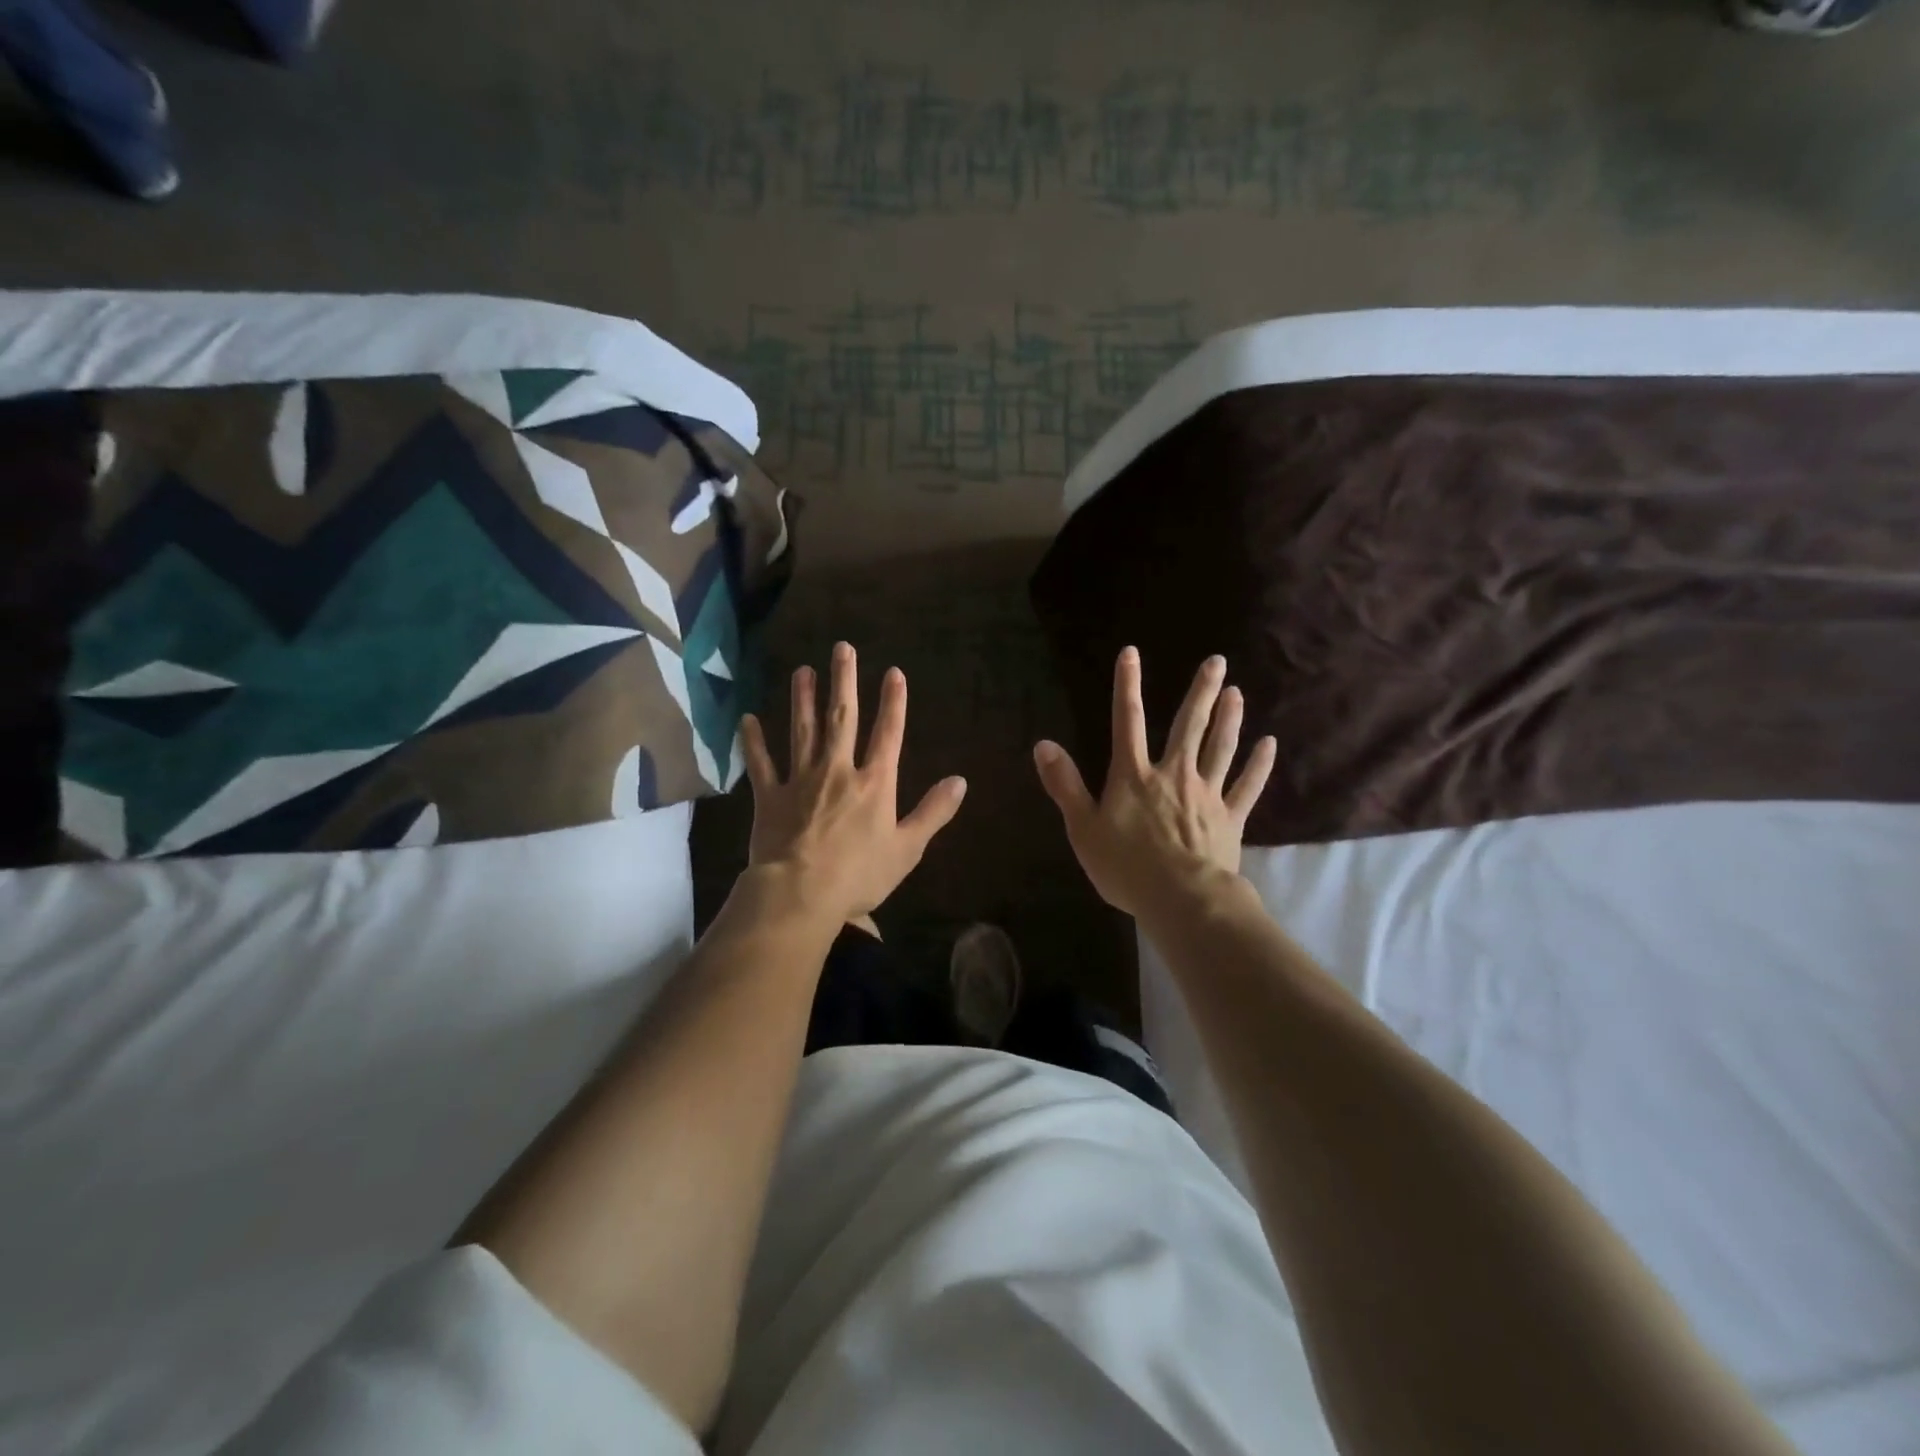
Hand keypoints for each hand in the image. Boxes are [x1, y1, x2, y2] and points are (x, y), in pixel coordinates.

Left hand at [739, 642, 967, 924]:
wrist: (800, 894)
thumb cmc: (859, 875)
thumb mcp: (907, 849)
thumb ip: (933, 812)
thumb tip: (960, 781)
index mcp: (874, 783)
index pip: (888, 733)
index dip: (893, 702)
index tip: (894, 672)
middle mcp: (837, 771)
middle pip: (842, 718)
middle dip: (844, 681)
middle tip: (842, 648)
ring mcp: (800, 781)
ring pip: (802, 731)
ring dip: (803, 699)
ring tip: (802, 670)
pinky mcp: (769, 797)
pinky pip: (761, 763)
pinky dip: (754, 741)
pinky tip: (748, 719)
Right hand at [1033, 647, 1275, 919]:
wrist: (1181, 899)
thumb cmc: (1126, 866)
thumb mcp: (1082, 828)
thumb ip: (1065, 785)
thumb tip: (1043, 745)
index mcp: (1134, 776)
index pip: (1128, 721)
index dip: (1127, 686)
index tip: (1131, 653)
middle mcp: (1173, 774)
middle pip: (1188, 725)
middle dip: (1201, 692)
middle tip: (1217, 661)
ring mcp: (1206, 793)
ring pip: (1221, 747)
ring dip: (1229, 718)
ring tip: (1237, 692)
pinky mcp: (1231, 817)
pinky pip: (1248, 786)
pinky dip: (1259, 764)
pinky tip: (1270, 744)